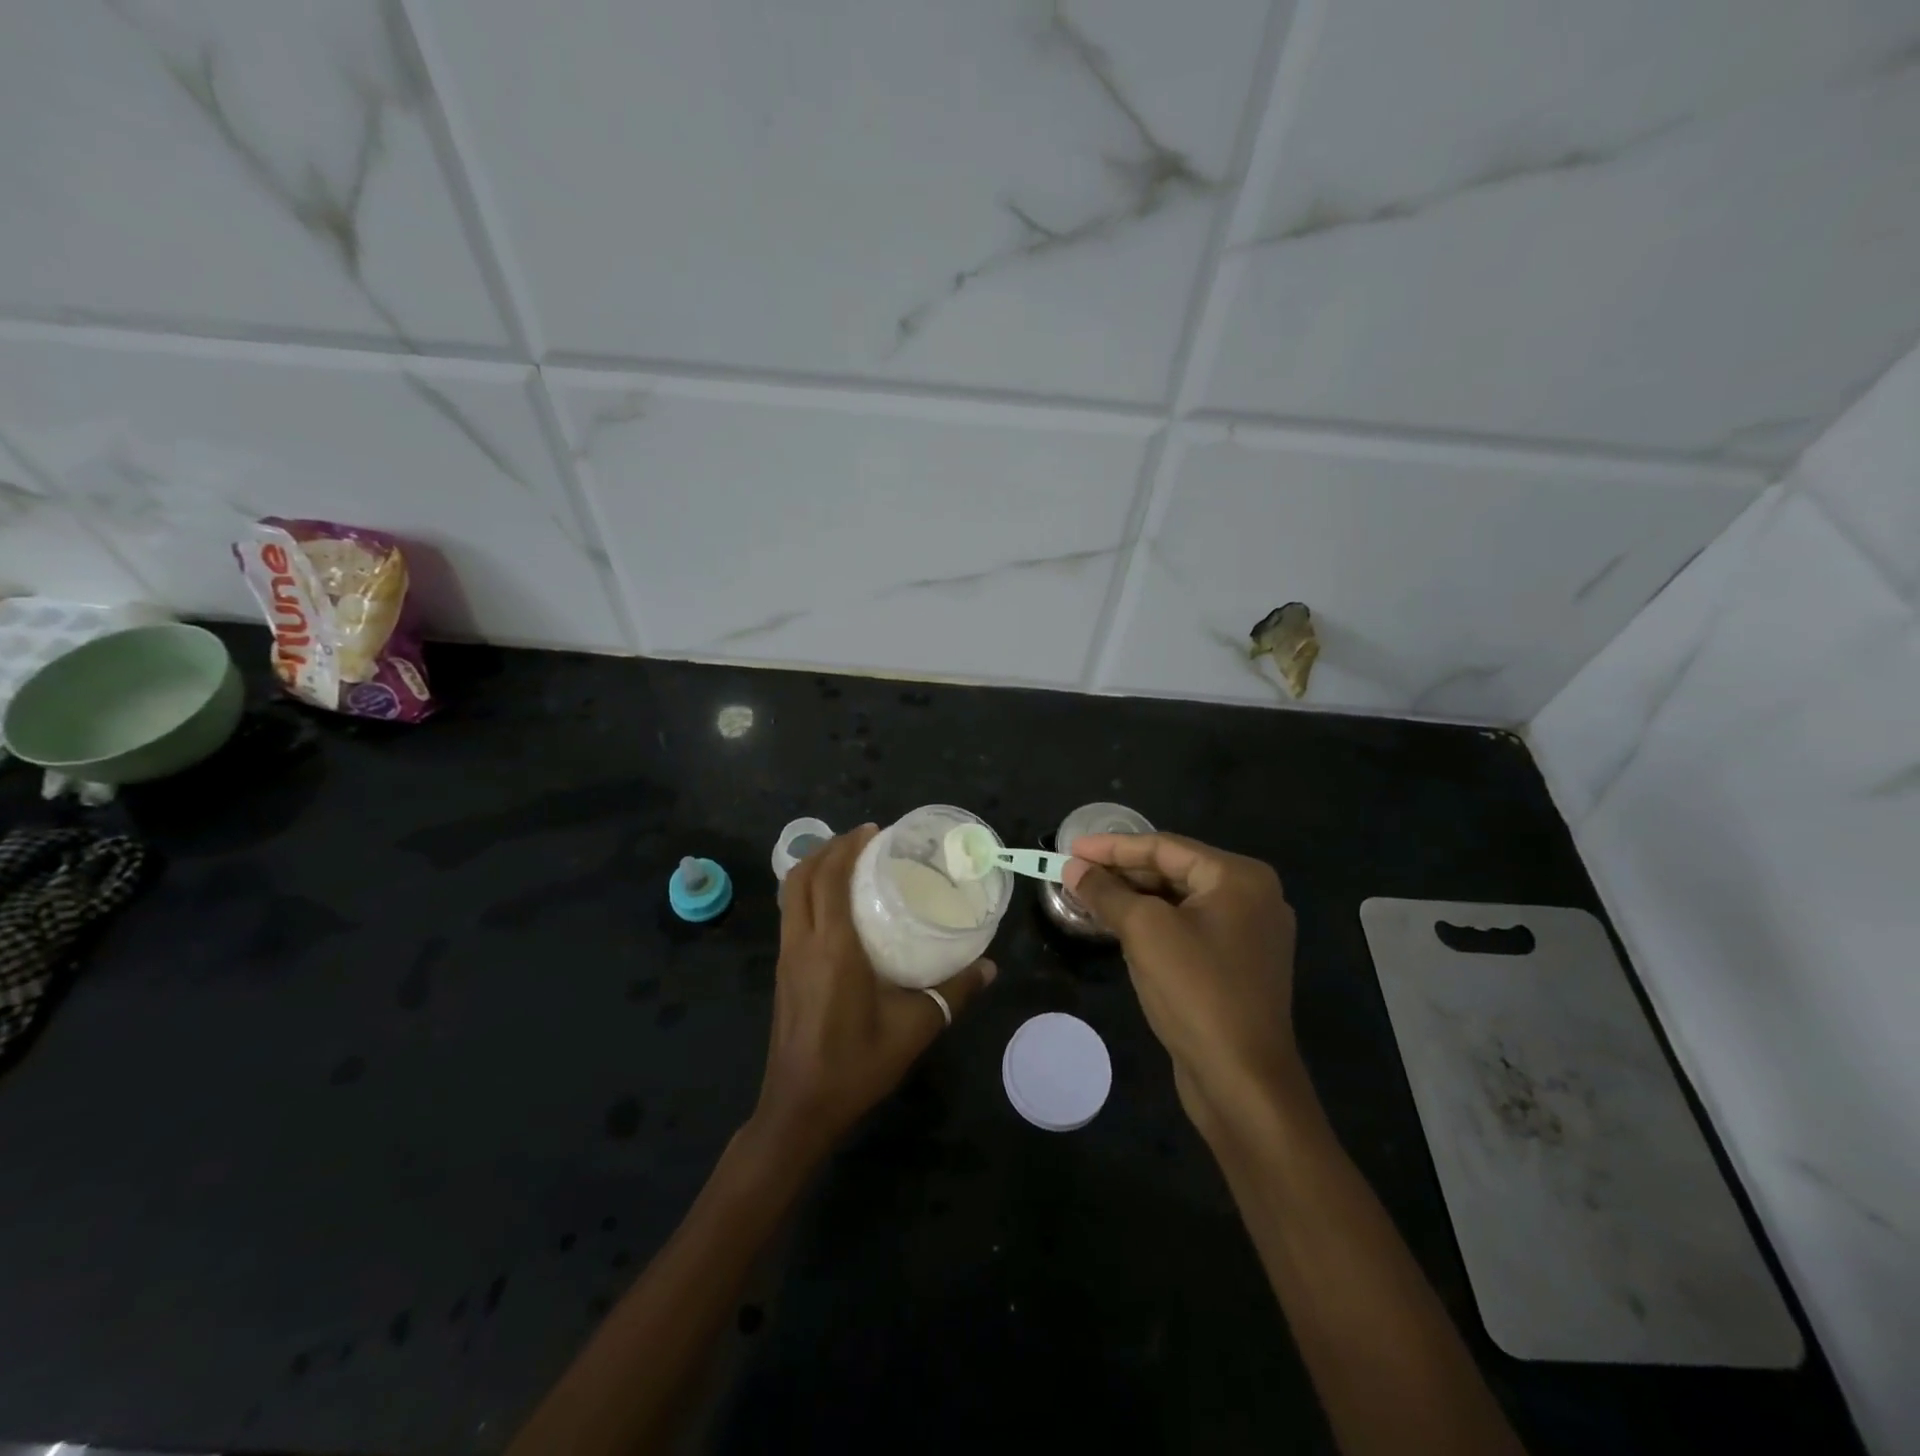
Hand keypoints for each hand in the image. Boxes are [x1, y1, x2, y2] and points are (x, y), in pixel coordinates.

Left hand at [750, 825, 995, 1164]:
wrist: (800, 1108)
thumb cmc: (856, 1063)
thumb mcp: (915, 1027)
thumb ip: (954, 992)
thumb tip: (989, 967)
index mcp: (832, 947)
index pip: (830, 878)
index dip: (848, 847)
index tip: (874, 831)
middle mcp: (803, 942)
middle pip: (802, 876)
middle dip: (829, 849)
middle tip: (864, 840)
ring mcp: (786, 957)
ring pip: (790, 894)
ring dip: (814, 868)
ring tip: (849, 862)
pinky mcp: (783, 972)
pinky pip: (790, 914)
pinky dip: (807, 893)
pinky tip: (835, 906)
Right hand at [1064, 833, 1303, 1137]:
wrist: (1242, 1081)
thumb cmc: (1196, 991)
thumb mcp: (1144, 931)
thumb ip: (1106, 892)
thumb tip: (1073, 868)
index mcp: (1239, 877)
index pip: (1165, 847)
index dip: (1112, 847)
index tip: (1070, 848)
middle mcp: (1252, 897)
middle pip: (1173, 871)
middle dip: (1122, 872)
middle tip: (1075, 872)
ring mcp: (1248, 934)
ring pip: (1178, 901)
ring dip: (1133, 898)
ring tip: (1088, 896)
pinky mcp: (1237, 965)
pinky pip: (1187, 928)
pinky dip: (1152, 923)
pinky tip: (1119, 927)